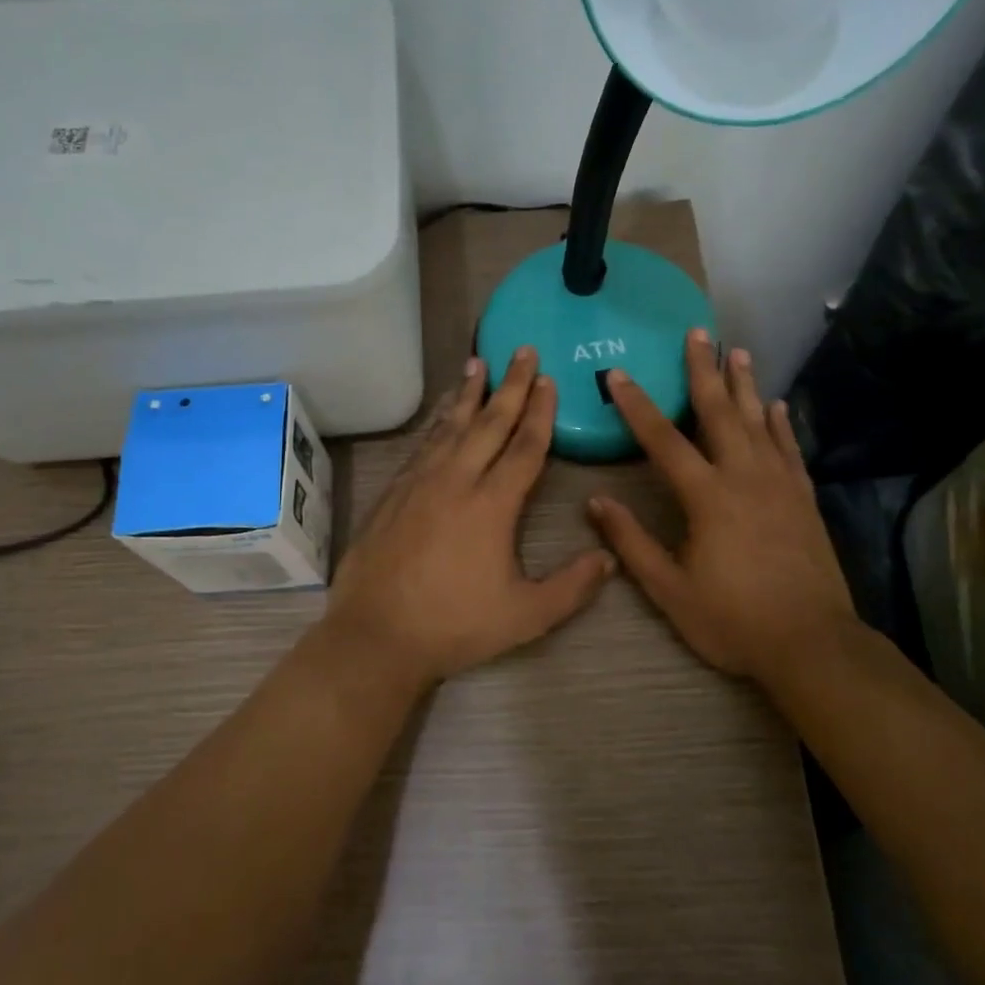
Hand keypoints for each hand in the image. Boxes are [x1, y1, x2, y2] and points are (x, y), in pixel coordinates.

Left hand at [322, 347, 615, 688]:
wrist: (376, 635)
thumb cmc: (455, 625)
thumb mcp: (526, 615)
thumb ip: (571, 587)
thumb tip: (609, 558)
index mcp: (492, 504)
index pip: (525, 446)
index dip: (540, 411)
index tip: (548, 379)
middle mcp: (456, 481)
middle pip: (489, 422)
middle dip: (510, 384)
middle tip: (520, 349)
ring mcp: (419, 483)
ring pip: (450, 427)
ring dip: (468, 394)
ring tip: (476, 363)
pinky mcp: (393, 493)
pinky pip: (422, 446)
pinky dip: (437, 423)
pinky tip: (442, 415)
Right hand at [588, 330, 857, 683]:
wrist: (812, 643)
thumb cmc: (733, 619)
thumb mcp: (669, 589)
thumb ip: (631, 542)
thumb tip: (596, 502)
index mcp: (706, 497)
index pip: (663, 440)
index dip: (637, 406)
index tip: (619, 374)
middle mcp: (744, 476)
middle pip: (719, 412)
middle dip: (704, 370)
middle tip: (697, 332)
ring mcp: (779, 484)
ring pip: (758, 421)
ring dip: (744, 384)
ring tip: (736, 351)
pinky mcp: (803, 498)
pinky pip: (789, 448)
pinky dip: (781, 423)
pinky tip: (776, 404)